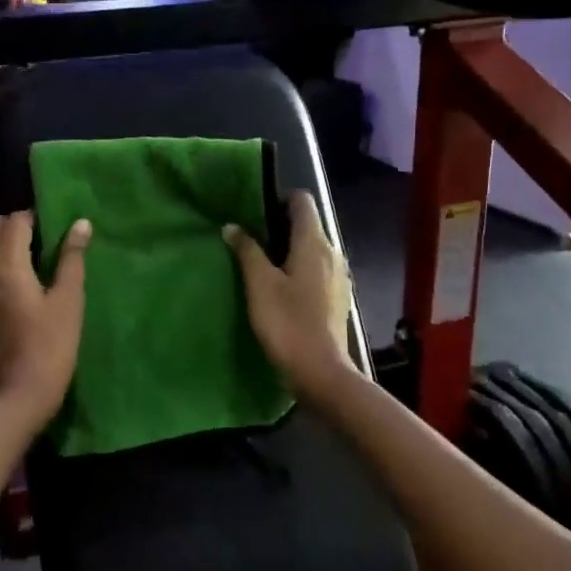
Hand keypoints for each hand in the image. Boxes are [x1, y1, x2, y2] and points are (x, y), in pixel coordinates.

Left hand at [0, 211, 92, 431]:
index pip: (16, 220)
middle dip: (14, 225)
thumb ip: (72, 258)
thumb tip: (80, 224)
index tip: (55, 225)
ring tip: (32, 264)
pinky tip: (18, 291)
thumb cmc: (51, 345)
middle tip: (41, 240)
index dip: (35, 216)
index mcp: (6, 263)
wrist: (18, 396)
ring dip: (3, 247)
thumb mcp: (69, 300)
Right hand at [224, 191, 355, 399]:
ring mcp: (338, 276)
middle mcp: (332, 252)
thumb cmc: (287, 322)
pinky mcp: (338, 296)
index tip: (256, 213)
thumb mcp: (259, 284)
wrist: (321, 371)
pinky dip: (299, 269)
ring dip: (289, 249)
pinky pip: (317, 269)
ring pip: (312, 248)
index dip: (280, 199)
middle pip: (308, 224)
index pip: (303, 201)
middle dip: (280, 226)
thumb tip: (232, 226)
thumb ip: (247, 250)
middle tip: (251, 239)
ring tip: (262, 265)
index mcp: (314, 243)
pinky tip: (281, 288)